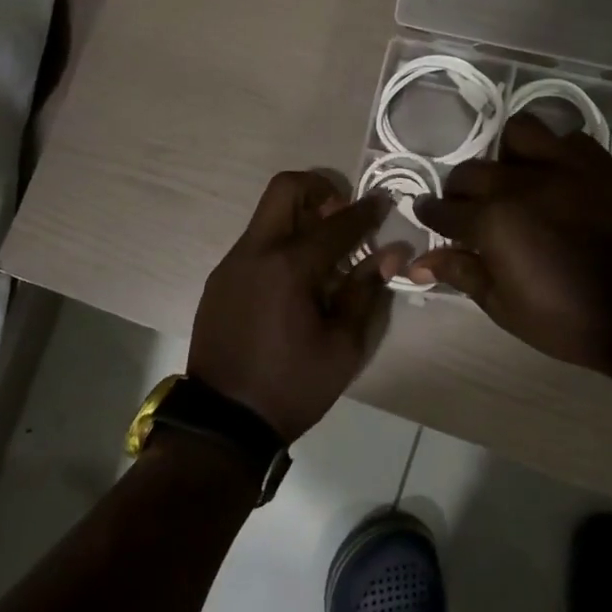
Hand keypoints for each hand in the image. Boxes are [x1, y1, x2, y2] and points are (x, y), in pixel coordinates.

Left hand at [189, 171, 408, 441]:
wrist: (223, 421)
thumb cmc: (292, 386)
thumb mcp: (342, 346)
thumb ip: (366, 291)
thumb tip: (391, 253)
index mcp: (289, 267)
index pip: (337, 223)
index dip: (366, 211)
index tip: (383, 202)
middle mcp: (255, 252)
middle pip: (285, 189)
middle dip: (320, 190)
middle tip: (342, 216)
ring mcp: (232, 264)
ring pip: (267, 216)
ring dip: (299, 218)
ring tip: (325, 254)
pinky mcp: (220, 280)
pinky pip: (255, 244)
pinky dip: (281, 244)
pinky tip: (296, 281)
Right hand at [412, 114, 611, 377]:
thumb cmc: (566, 318)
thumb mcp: (504, 306)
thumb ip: (462, 273)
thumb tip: (419, 262)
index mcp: (492, 222)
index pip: (444, 209)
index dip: (429, 212)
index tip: (424, 212)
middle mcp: (520, 184)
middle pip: (471, 171)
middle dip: (460, 189)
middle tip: (468, 207)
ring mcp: (563, 168)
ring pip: (519, 132)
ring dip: (507, 153)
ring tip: (514, 176)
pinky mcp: (600, 165)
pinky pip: (569, 139)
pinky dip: (556, 152)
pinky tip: (558, 176)